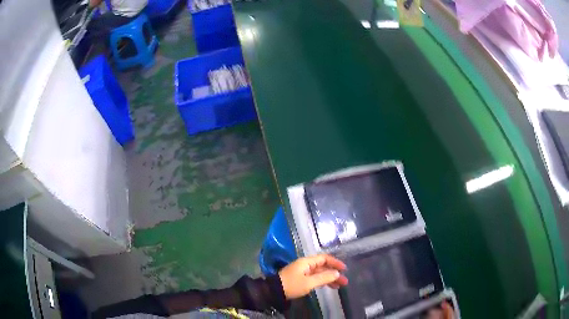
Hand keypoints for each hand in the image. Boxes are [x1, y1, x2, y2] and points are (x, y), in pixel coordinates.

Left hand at [278, 254, 348, 299]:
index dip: (335, 263)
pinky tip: (330, 286)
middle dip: (334, 273)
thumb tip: (337, 273)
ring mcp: (303, 272)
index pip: (324, 258)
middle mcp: (306, 265)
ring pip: (320, 273)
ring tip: (340, 286)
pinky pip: (315, 278)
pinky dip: (323, 281)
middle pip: (323, 266)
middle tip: (345, 281)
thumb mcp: (308, 282)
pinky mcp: (301, 279)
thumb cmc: (291, 285)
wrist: (274, 291)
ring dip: (330, 278)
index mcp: (307, 262)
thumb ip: (324, 277)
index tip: (344, 269)